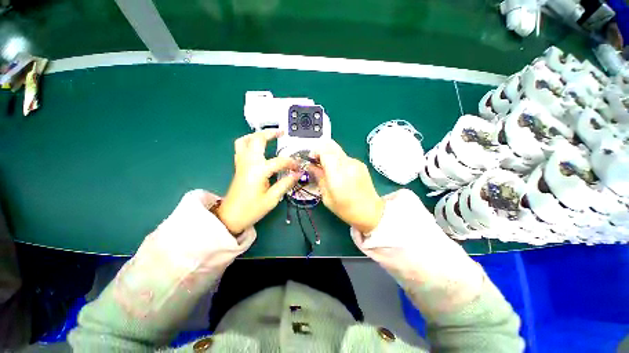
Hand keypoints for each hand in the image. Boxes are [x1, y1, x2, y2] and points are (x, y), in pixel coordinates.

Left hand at [217, 130, 298, 233]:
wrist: (230, 217)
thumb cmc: (251, 210)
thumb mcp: (272, 199)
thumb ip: (285, 184)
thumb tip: (297, 174)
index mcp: (258, 171)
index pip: (279, 161)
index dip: (291, 163)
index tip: (298, 168)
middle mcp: (249, 162)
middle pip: (257, 139)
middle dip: (270, 133)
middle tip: (282, 133)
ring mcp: (241, 163)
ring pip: (244, 140)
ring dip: (257, 135)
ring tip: (269, 137)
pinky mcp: (238, 166)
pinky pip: (241, 147)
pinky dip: (249, 142)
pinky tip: (258, 147)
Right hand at [309, 140, 384, 233]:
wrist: (371, 211)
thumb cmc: (346, 209)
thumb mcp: (327, 197)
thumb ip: (319, 178)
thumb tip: (311, 166)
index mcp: (337, 174)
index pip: (324, 150)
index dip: (315, 152)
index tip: (312, 161)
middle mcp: (347, 163)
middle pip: (331, 145)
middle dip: (321, 151)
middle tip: (318, 163)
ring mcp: (356, 162)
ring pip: (337, 150)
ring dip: (330, 156)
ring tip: (329, 170)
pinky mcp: (361, 164)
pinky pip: (345, 157)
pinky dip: (338, 161)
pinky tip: (340, 173)